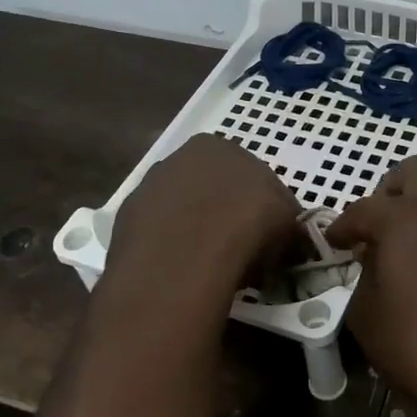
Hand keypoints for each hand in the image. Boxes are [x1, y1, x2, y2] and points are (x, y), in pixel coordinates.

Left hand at [106, 135, 300, 295]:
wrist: (186, 258)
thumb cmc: (248, 226)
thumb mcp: (289, 223)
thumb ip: (289, 222)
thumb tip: (291, 237)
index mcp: (216, 146)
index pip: (245, 172)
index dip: (259, 205)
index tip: (266, 234)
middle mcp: (178, 158)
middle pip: (210, 187)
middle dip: (225, 213)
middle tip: (241, 249)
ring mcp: (148, 188)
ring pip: (181, 210)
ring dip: (195, 230)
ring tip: (211, 265)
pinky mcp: (126, 221)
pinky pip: (158, 233)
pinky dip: (171, 247)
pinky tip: (183, 270)